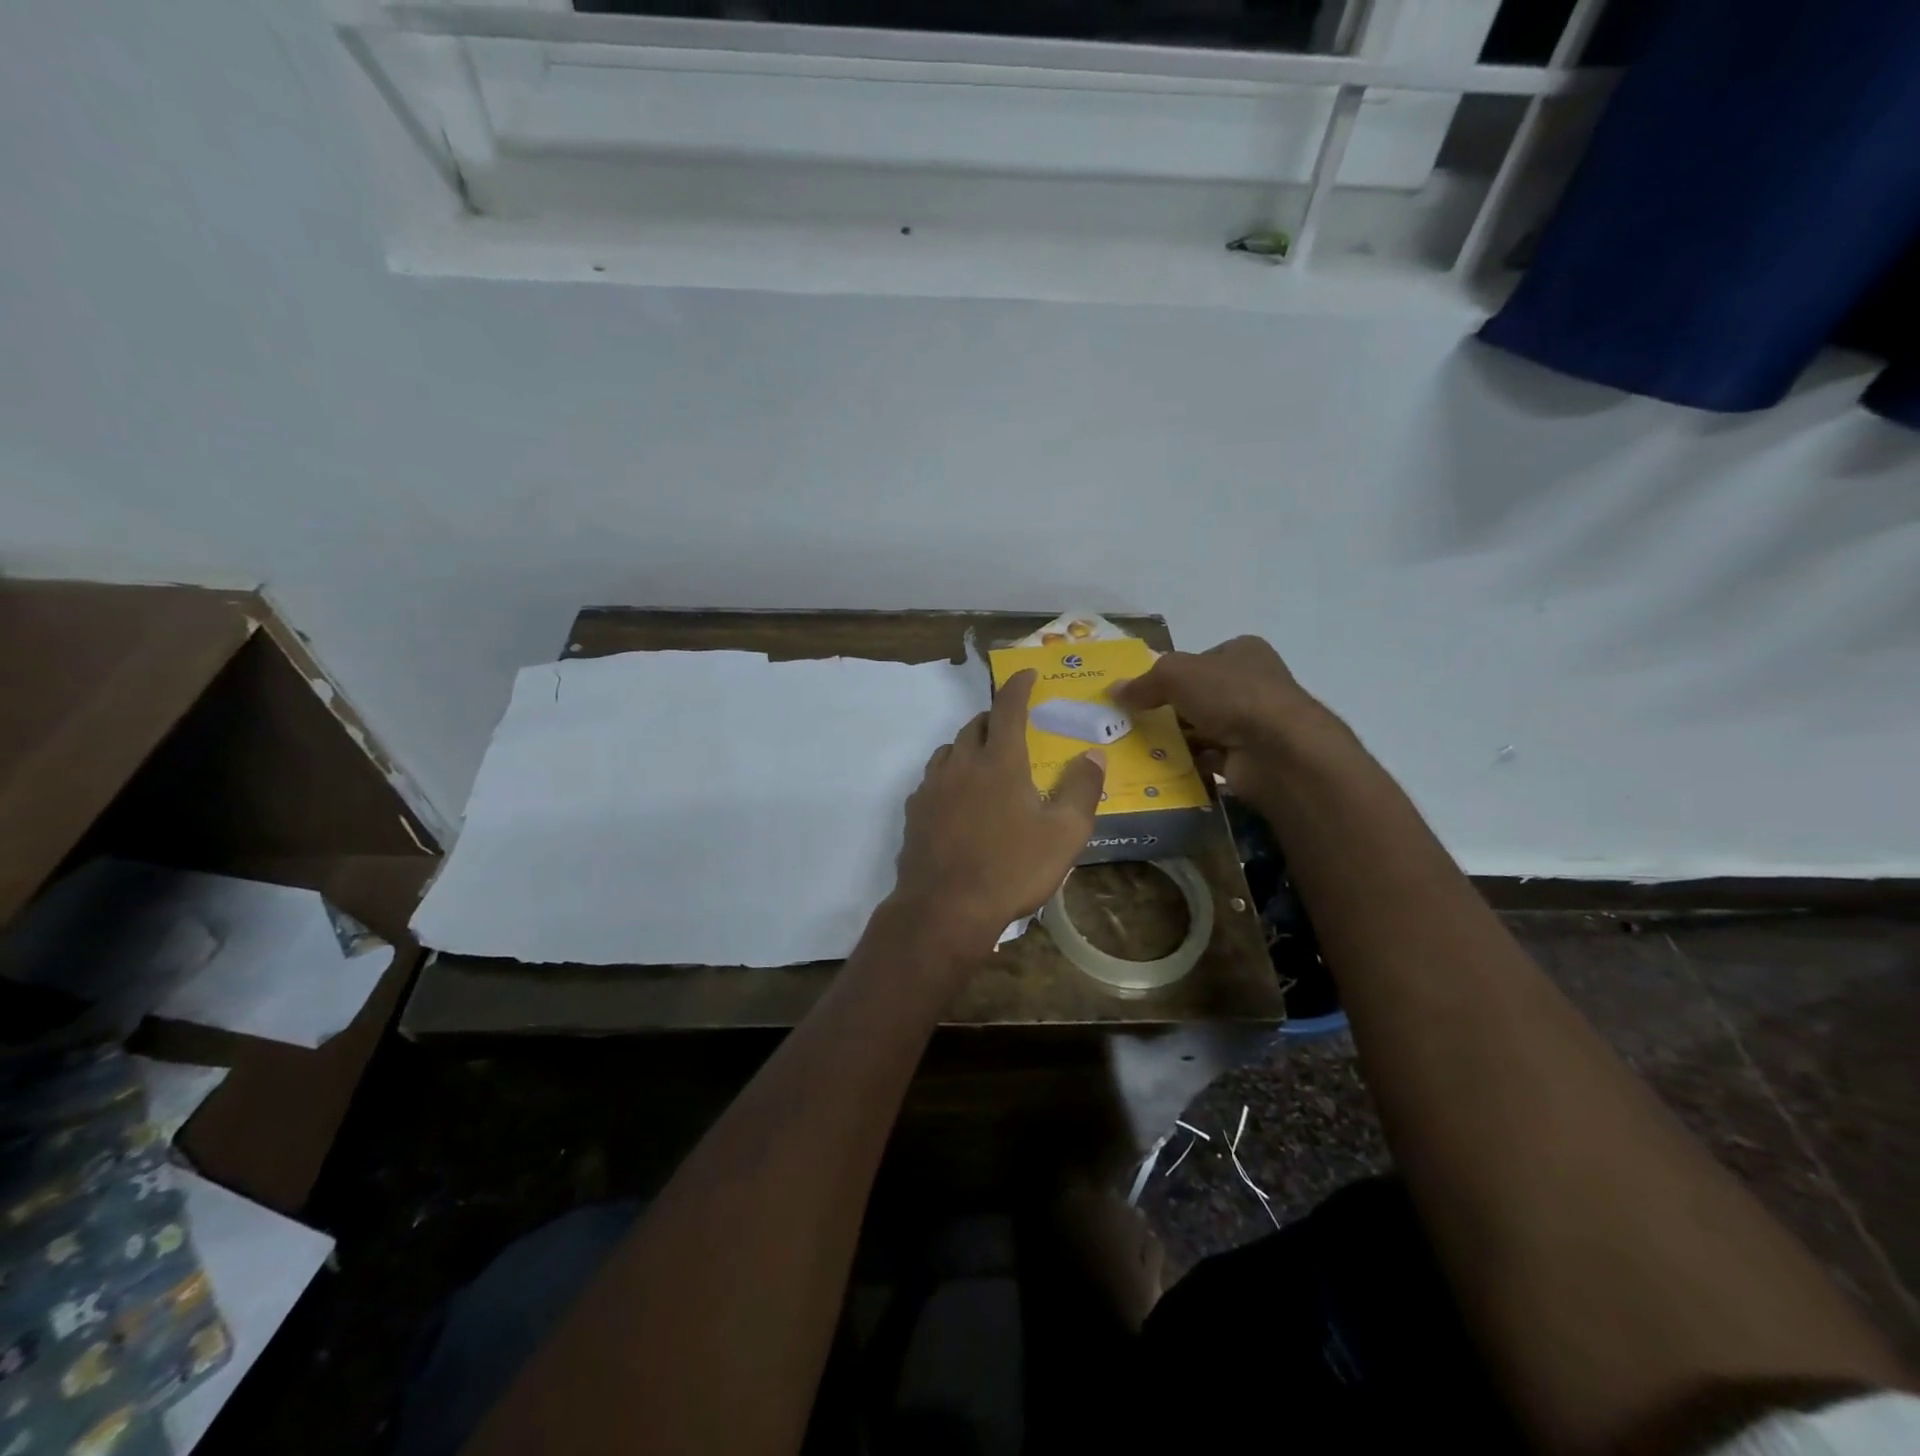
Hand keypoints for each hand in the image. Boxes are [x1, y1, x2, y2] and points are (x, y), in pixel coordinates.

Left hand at [890, 669, 1105, 954]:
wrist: (945, 909)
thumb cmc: (1012, 869)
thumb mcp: (1064, 834)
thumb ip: (1082, 790)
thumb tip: (1093, 755)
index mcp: (999, 762)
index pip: (1008, 708)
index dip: (1019, 686)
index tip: (1026, 674)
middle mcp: (961, 764)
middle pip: (974, 725)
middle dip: (994, 717)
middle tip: (1012, 727)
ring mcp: (932, 787)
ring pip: (950, 750)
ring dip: (969, 745)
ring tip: (986, 761)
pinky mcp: (915, 811)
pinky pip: (933, 779)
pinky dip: (950, 775)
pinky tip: (958, 798)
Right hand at [1112, 636, 1339, 803]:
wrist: (1276, 750)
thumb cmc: (1230, 696)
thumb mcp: (1176, 675)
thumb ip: (1144, 682)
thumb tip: (1114, 691)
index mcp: (1243, 652)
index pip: (1199, 660)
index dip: (1170, 674)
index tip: (1141, 692)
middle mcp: (1252, 684)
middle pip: (1198, 695)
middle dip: (1168, 709)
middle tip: (1133, 722)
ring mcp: (1253, 723)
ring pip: (1202, 728)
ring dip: (1176, 738)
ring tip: (1138, 747)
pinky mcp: (1248, 758)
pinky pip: (1208, 758)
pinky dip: (1188, 762)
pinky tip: (1161, 768)